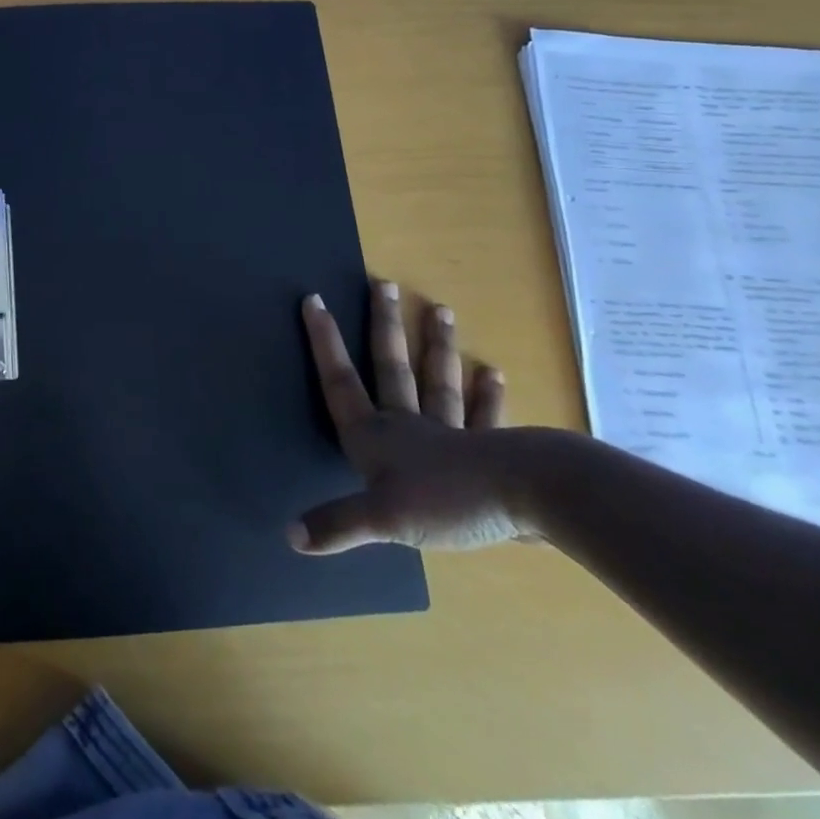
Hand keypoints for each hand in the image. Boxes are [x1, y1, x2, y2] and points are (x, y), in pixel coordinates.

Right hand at [290, 280, 529, 553]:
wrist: (530, 499)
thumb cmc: (448, 501)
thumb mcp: (381, 519)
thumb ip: (336, 525)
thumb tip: (289, 534)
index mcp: (376, 437)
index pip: (340, 382)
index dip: (324, 342)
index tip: (315, 300)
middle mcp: (409, 425)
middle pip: (392, 368)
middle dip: (384, 327)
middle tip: (384, 284)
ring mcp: (453, 434)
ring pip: (439, 382)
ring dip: (437, 348)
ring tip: (441, 310)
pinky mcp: (492, 450)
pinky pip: (486, 417)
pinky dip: (489, 396)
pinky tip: (494, 373)